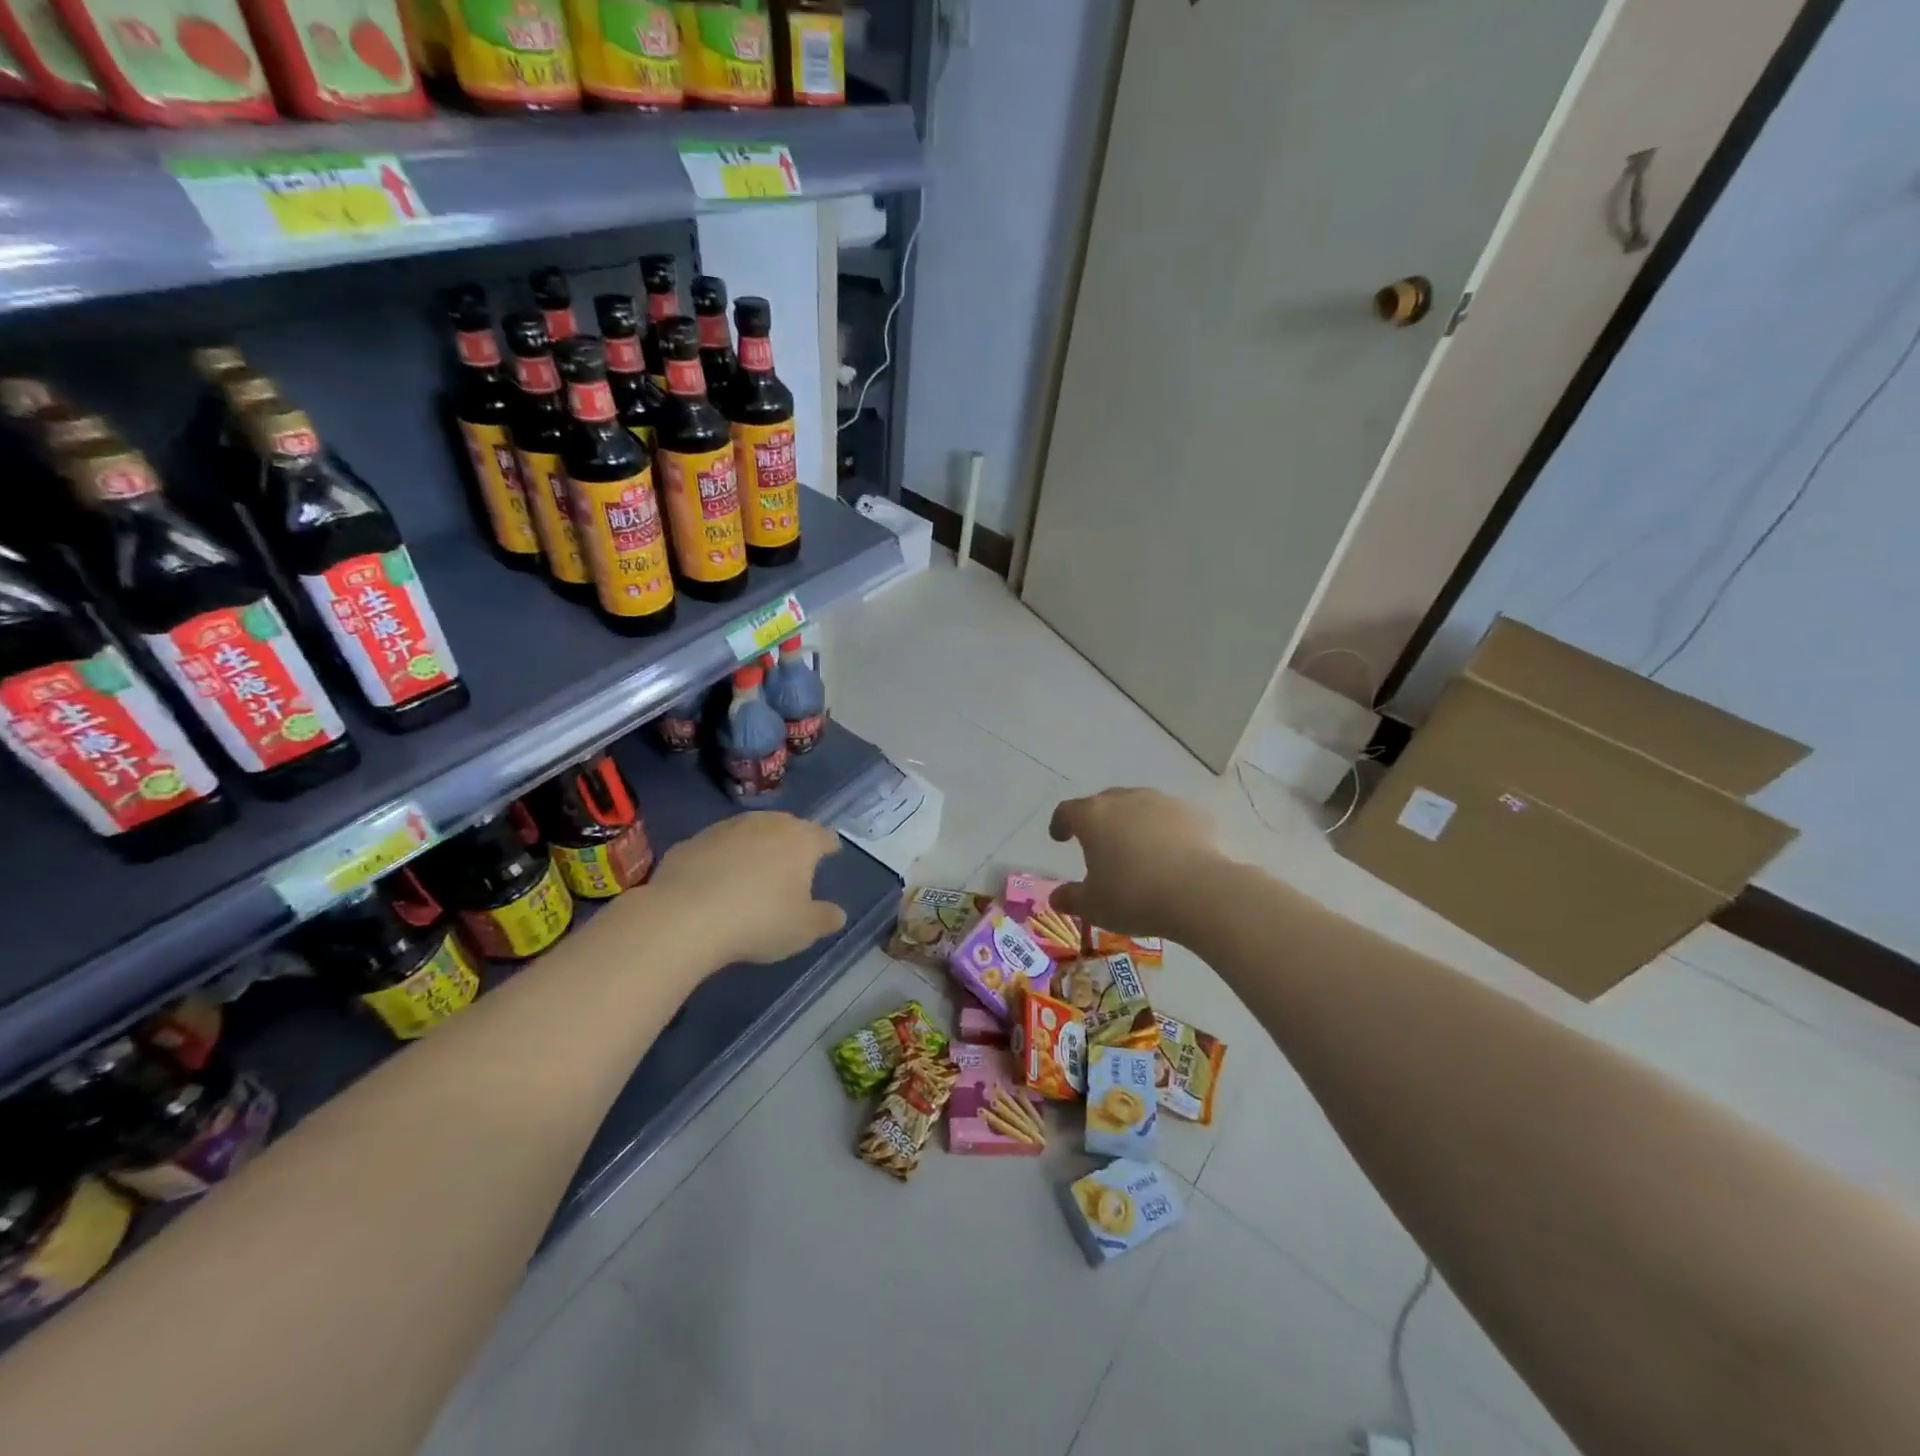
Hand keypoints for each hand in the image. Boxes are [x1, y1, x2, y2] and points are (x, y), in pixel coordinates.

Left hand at [650, 813, 846, 965]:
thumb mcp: (803, 930)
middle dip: (792, 841)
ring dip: (754, 847)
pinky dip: (720, 860)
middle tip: (792, 864)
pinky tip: (714, 883)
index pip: (823, 835)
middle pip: (786, 826)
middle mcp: (765, 823)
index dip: (829, 845)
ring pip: (749, 831)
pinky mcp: (691, 841)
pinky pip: (715, 848)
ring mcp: (725, 828)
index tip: (830, 853)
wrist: (683, 918)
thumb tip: (837, 913)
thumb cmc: (758, 921)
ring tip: (753, 871)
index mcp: (800, 840)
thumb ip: (825, 918)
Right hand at [1048, 788, 1218, 940]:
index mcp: (1093, 816)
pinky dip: (1163, 831)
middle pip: (1103, 803)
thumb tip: (1056, 898)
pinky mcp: (1192, 813)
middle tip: (1098, 844)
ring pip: (1138, 806)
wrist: (1200, 893)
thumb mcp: (1094, 906)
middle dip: (1097, 821)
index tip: (1059, 838)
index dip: (1060, 823)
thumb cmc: (1134, 896)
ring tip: (1136, 848)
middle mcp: (1125, 799)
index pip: (1067, 811)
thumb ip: (1072, 898)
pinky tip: (1169, 853)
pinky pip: (1169, 818)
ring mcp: (1161, 802)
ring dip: (1131, 822)